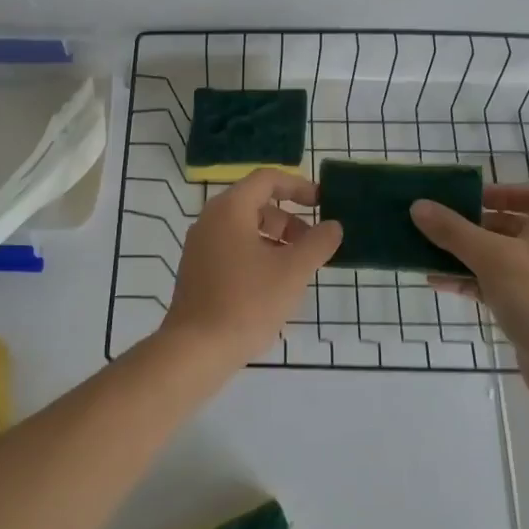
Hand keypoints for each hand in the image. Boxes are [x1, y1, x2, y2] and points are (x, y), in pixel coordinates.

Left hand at [163, 170, 343, 367]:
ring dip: (276, 240)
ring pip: (245, 229)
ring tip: (298, 270)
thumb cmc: (247, 302)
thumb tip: (333, 226)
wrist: (196, 349)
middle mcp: (210, 220)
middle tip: (314, 245)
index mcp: (230, 209)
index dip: (298, 186)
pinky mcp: (197, 271)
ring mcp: (200, 246)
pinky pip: (233, 249)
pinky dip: (258, 255)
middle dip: (290, 220)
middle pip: (256, 204)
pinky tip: (273, 287)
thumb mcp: (292, 271)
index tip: (323, 203)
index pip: (266, 179)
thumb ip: (318, 243)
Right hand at [411, 186, 528, 419]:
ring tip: (424, 251)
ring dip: (462, 254)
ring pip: (495, 258)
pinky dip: (468, 281)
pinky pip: (492, 286)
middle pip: (506, 225)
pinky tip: (437, 282)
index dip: (499, 191)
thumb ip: (453, 230)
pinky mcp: (528, 311)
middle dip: (469, 224)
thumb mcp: (491, 257)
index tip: (465, 197)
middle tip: (433, 223)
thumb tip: (418, 205)